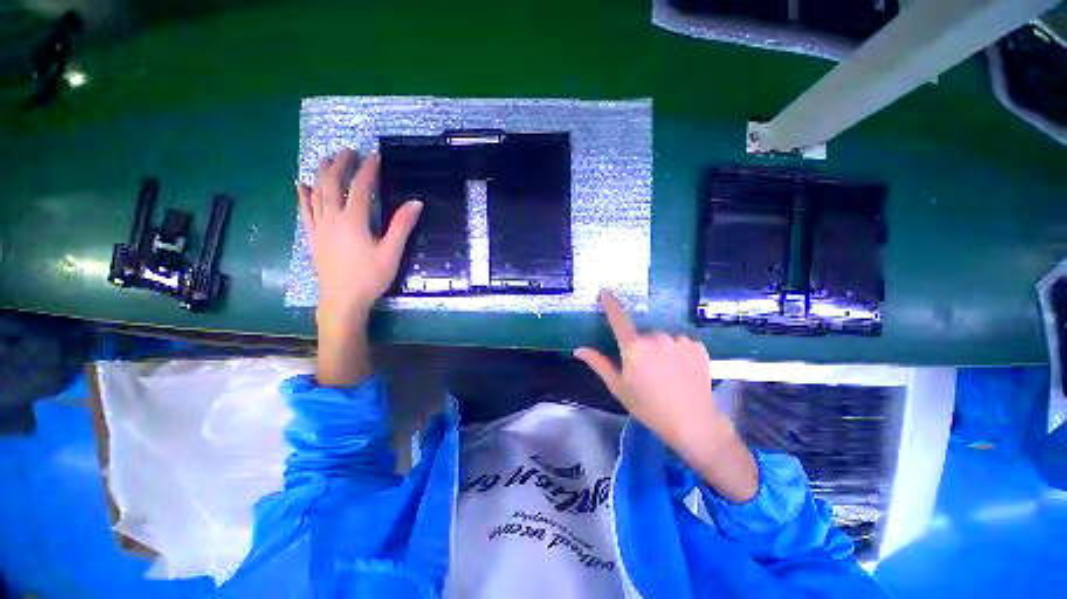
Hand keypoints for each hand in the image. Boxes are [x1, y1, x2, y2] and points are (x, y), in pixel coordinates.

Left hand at [296, 150, 422, 320]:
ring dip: (321, 173)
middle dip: (340, 164)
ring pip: (316, 193)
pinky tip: (302, 185)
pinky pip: (305, 210)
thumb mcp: (391, 252)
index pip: (359, 187)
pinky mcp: (313, 237)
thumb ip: (402, 226)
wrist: (342, 300)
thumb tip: (416, 202)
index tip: (375, 156)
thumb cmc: (370, 277)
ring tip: (326, 159)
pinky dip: (303, 195)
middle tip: (348, 151)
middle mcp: (332, 218)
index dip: (368, 170)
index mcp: (353, 221)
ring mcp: (319, 227)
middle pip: (332, 184)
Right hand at [574, 290, 757, 502]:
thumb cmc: (649, 406)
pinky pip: (680, 342)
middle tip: (645, 369)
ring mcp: (679, 339)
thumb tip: (578, 349)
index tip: (605, 292)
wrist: (693, 422)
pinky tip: (681, 370)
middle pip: (642, 334)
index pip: (619, 318)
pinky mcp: (697, 345)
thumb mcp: (619, 387)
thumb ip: (598, 363)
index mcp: (634, 347)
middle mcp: (657, 337)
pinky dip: (677, 352)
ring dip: (660, 349)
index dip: (611, 303)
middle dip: (640, 346)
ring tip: (666, 372)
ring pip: (662, 338)